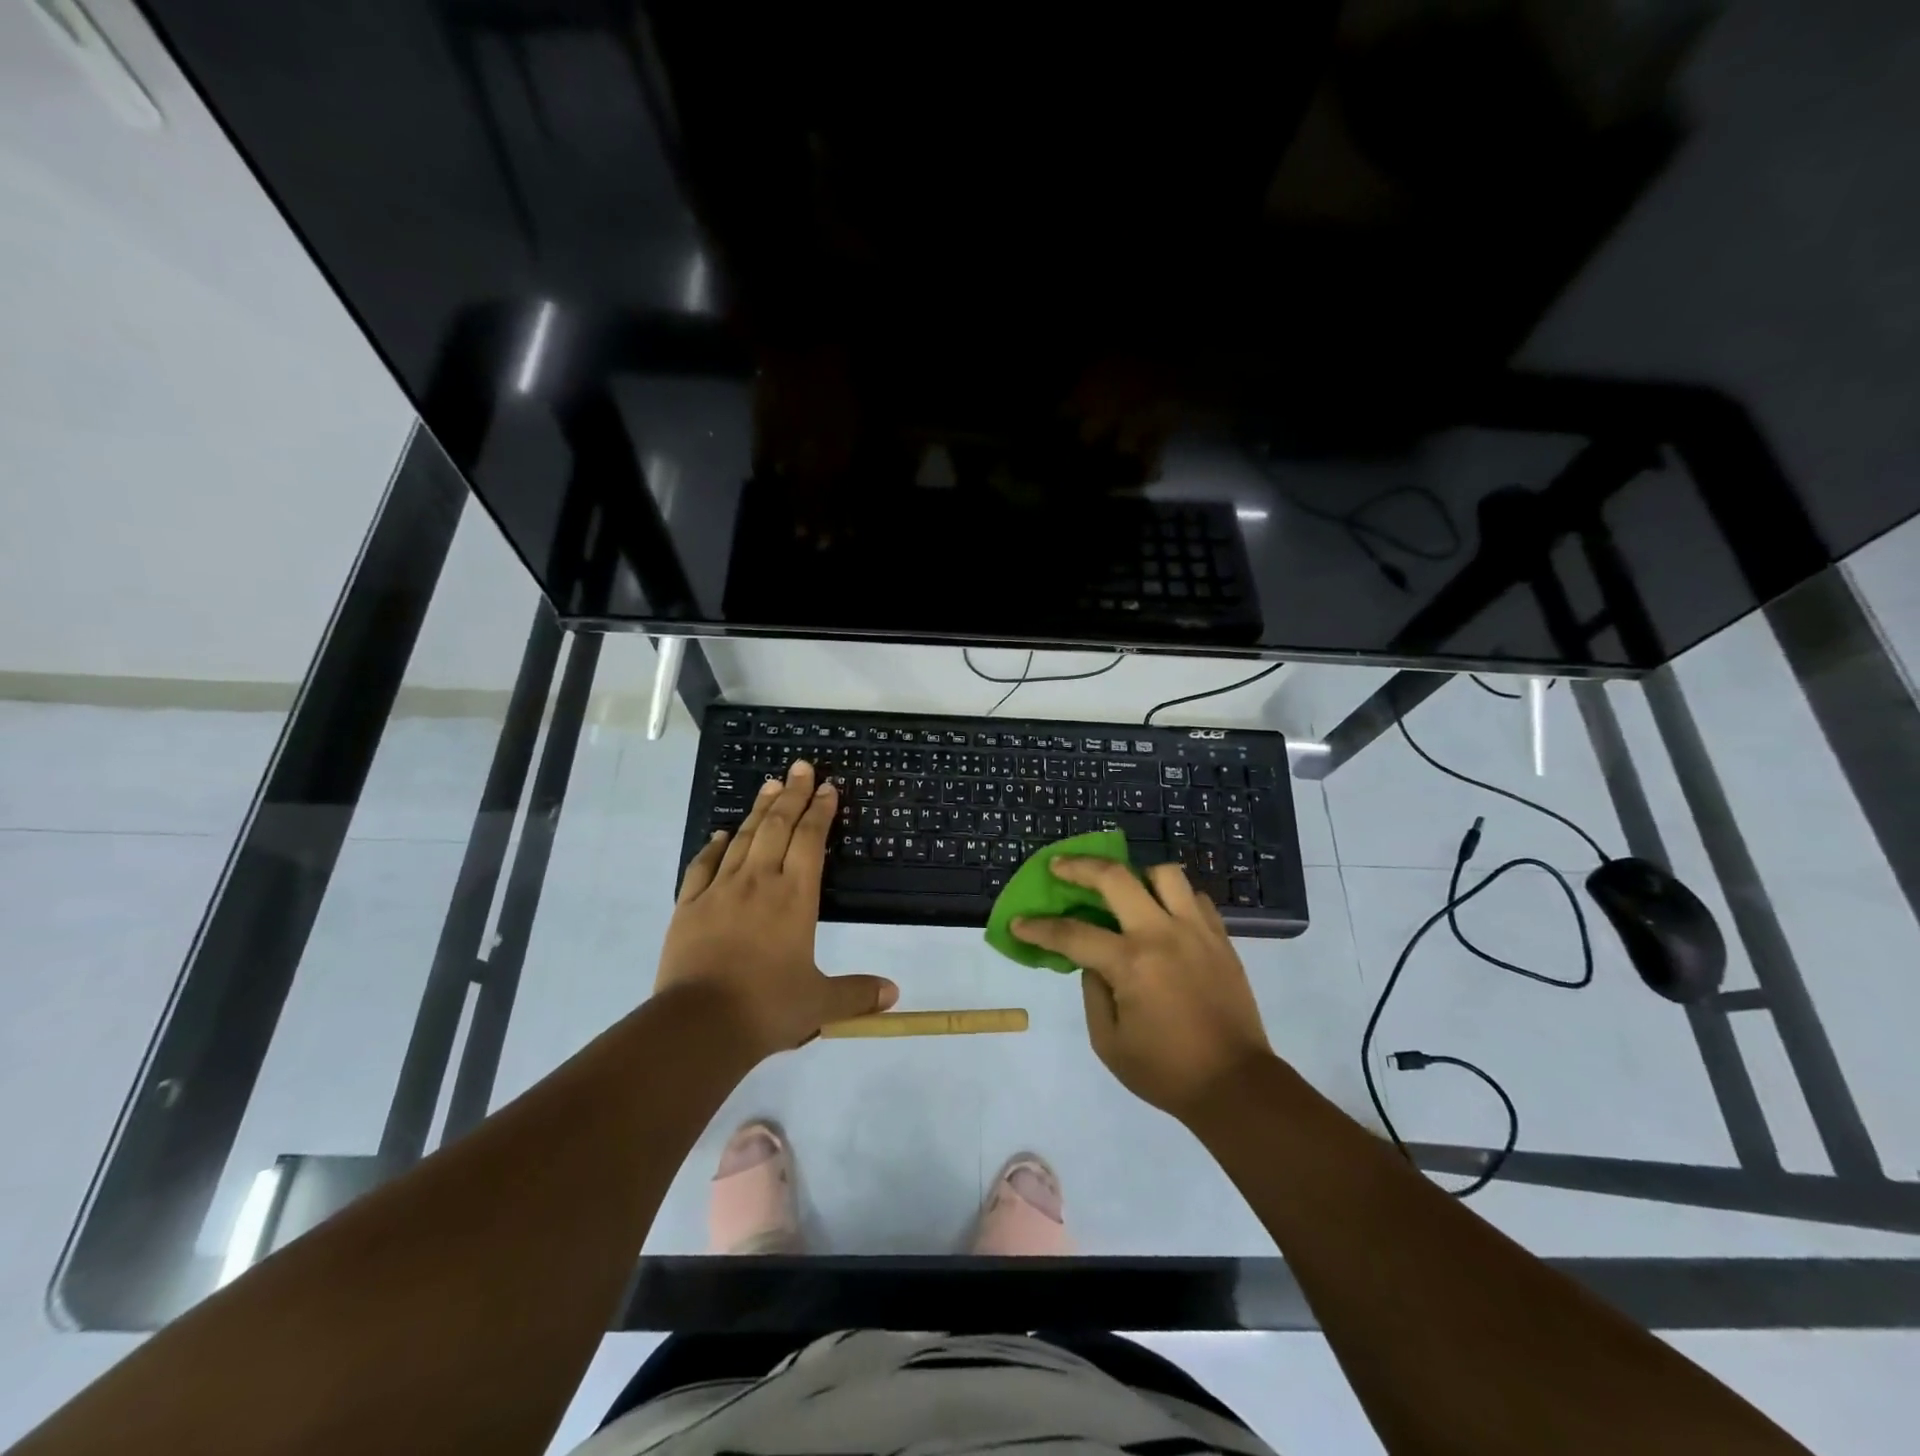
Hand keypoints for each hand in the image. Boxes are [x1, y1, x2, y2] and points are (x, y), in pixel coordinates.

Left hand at [658, 760, 896, 1059]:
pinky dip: (714, 845)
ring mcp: (720, 891)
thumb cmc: (767, 1008)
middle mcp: (759, 883)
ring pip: (743, 838)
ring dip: (759, 810)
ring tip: (769, 784)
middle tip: (800, 767)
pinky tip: (721, 833)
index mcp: (795, 898)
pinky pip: (703, 865)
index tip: (827, 788)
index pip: (810, 841)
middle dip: (791, 794)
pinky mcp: (689, 906)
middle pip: (778, 827)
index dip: (820, 811)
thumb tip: (893, 993)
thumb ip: (857, 993)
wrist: (698, 1025)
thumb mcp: (820, 1004)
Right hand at [1012, 858, 1272, 1119]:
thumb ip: (1093, 992)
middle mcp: (1162, 934)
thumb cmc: (1166, 1071)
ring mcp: (1196, 931)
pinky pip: (1195, 898)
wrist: (1236, 1085)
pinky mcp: (1220, 938)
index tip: (1018, 923)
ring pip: (1164, 874)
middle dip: (1079, 866)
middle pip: (1115, 877)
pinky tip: (1163, 915)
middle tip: (1059, 866)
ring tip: (1125, 890)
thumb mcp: (1109, 1042)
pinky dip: (1173, 898)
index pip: (1072, 933)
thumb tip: (1093, 961)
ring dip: (1137, 875)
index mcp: (1131, 963)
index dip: (1039, 928)